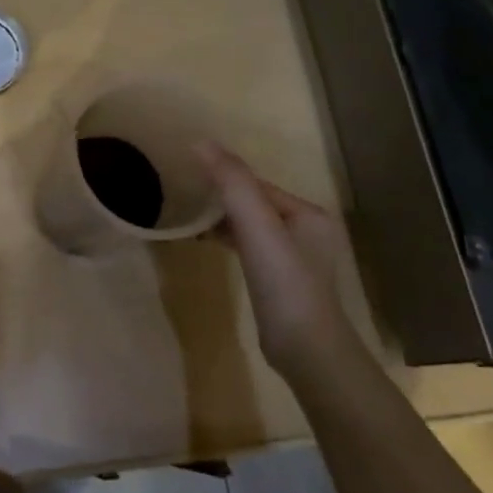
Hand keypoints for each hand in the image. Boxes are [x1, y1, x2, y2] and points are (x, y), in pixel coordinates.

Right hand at [196, 142, 351, 368]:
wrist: (305, 350)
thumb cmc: (284, 282)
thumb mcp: (256, 226)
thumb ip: (232, 182)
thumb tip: (200, 142)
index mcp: (308, 213)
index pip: (258, 185)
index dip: (224, 177)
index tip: (188, 174)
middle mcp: (307, 230)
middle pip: (254, 203)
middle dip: (221, 198)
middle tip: (183, 195)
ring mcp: (295, 258)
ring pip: (251, 226)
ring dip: (222, 219)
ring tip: (189, 217)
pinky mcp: (282, 281)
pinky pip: (250, 247)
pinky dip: (229, 240)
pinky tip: (207, 243)